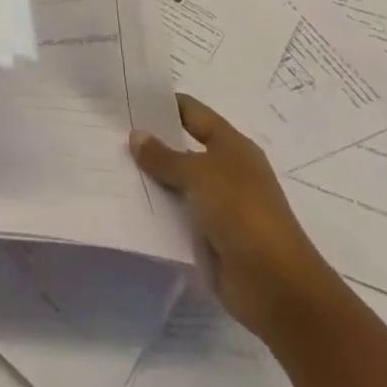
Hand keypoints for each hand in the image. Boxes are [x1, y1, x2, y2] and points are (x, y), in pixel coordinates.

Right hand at [130, 93, 340, 342]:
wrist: (277, 288)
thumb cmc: (242, 213)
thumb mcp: (199, 174)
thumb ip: (164, 156)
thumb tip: (136, 135)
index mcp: (232, 146)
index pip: (192, 112)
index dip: (163, 103)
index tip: (127, 98)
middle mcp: (227, 171)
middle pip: (183, 147)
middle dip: (151, 142)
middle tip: (110, 132)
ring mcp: (220, 206)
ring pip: (178, 183)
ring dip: (152, 178)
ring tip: (110, 166)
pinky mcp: (212, 238)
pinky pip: (179, 216)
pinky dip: (159, 210)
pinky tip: (129, 204)